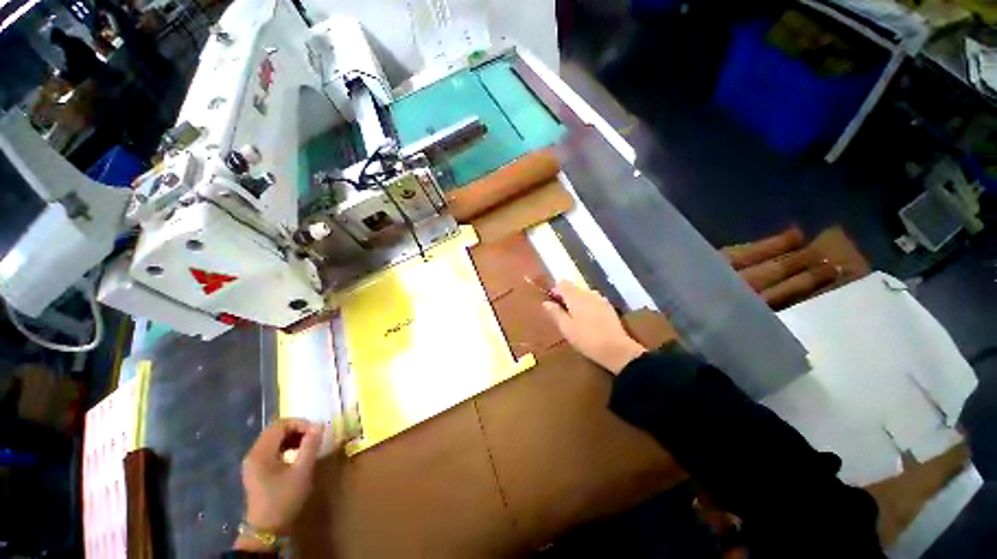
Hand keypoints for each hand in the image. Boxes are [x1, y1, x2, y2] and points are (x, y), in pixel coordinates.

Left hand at [237, 418, 323, 548]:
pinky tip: (297, 454)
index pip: (280, 425)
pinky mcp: (257, 470)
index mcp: (261, 453)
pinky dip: (286, 446)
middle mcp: (253, 454)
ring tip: (309, 443)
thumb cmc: (284, 499)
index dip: (300, 423)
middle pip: (275, 430)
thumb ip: (310, 446)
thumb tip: (319, 425)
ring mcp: (253, 463)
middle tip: (314, 435)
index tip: (317, 431)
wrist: (267, 530)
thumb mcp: (302, 472)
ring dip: (292, 437)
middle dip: (297, 429)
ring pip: (274, 439)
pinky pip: (272, 449)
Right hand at [542, 281, 646, 373]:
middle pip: (574, 288)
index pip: (563, 283)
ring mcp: (601, 299)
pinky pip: (594, 301)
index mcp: (576, 296)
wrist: (616, 349)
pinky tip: (588, 321)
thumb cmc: (586, 338)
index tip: (553, 302)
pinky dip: (588, 306)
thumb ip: (555, 313)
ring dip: (578, 302)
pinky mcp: (609, 307)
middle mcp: (588, 293)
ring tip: (575, 318)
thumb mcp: (566, 327)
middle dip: (566, 297)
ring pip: (584, 295)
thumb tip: (546, 302)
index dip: (556, 290)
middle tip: (562, 314)